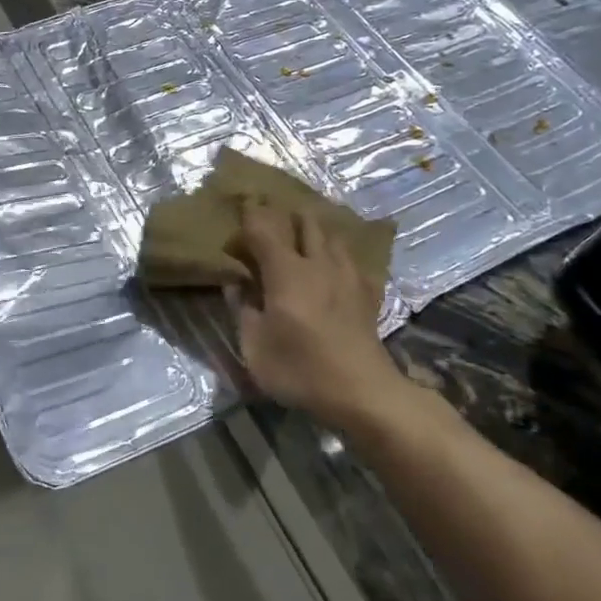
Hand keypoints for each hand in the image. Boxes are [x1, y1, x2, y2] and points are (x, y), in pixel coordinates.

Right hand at [226, 203, 396, 427]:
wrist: (362, 392)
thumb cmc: (300, 369)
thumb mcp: (254, 346)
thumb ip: (242, 309)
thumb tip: (234, 283)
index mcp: (286, 271)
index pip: (264, 228)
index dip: (250, 214)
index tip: (239, 208)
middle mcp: (318, 263)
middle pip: (304, 221)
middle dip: (286, 214)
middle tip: (270, 220)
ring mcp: (347, 275)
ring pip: (331, 235)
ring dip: (314, 230)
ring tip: (301, 237)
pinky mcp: (366, 292)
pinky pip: (351, 259)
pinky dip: (337, 254)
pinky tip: (333, 266)